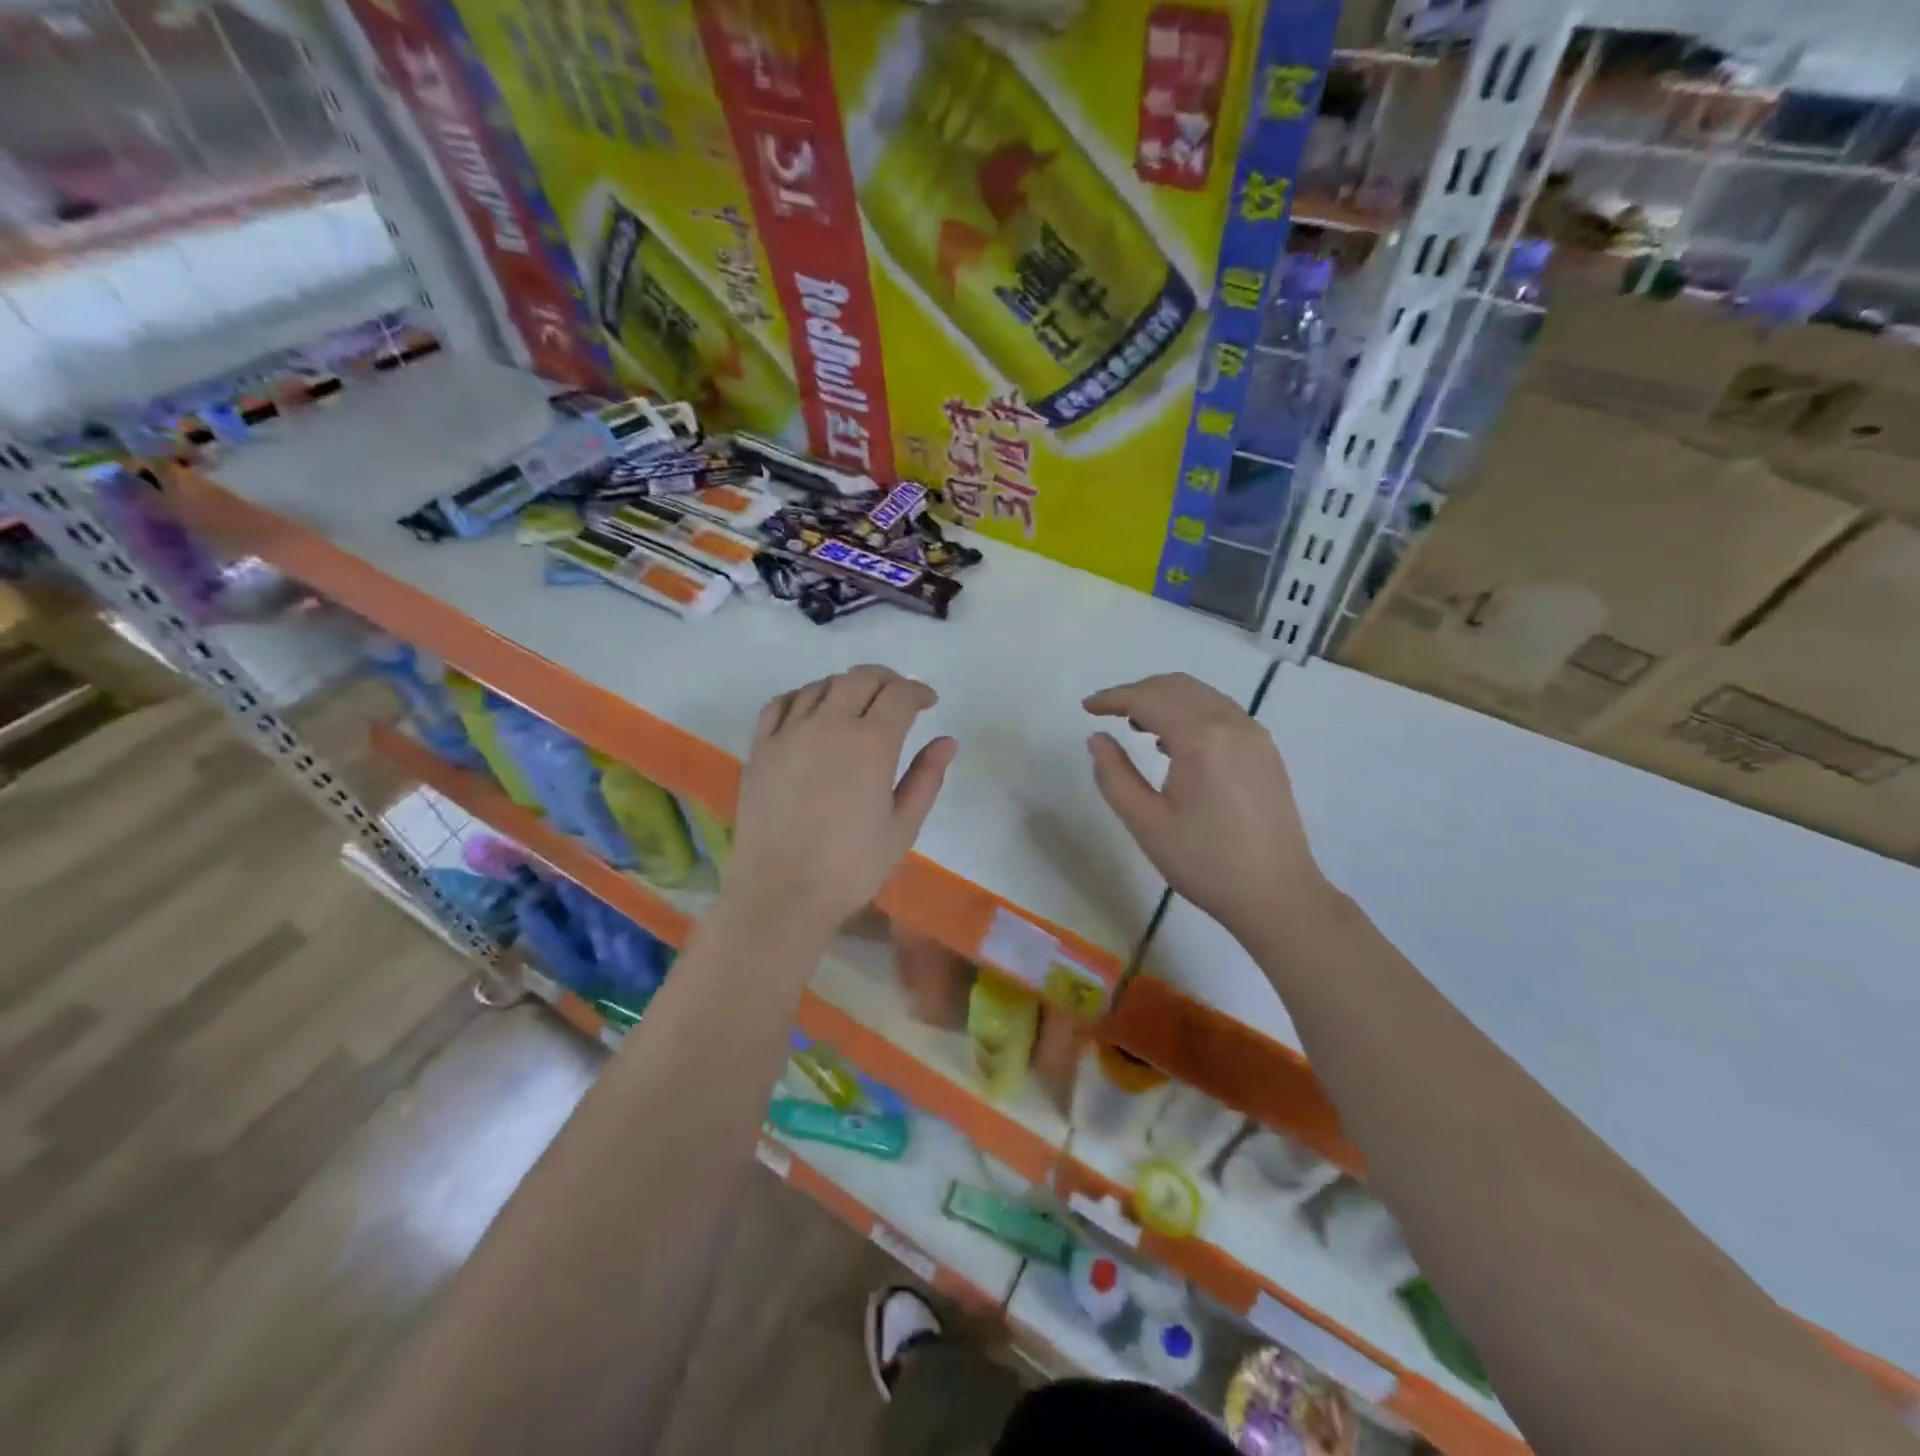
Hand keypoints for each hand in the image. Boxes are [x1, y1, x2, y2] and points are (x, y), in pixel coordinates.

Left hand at [725, 666, 956, 940]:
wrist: (781, 891)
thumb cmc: (851, 866)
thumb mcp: (903, 827)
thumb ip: (926, 778)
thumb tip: (946, 742)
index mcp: (872, 742)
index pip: (900, 695)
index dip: (918, 691)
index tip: (928, 702)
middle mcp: (829, 724)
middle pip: (860, 678)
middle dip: (886, 679)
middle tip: (898, 695)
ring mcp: (789, 733)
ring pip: (821, 686)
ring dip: (846, 686)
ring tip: (857, 704)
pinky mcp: (760, 748)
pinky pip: (780, 704)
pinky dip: (803, 696)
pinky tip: (811, 710)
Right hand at [1085, 673, 1329, 942]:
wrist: (1278, 896)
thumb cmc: (1206, 864)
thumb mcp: (1147, 824)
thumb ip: (1114, 776)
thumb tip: (1097, 738)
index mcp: (1202, 739)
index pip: (1149, 699)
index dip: (1113, 698)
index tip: (1086, 707)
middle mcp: (1232, 724)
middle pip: (1177, 687)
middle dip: (1137, 692)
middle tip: (1106, 712)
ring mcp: (1255, 735)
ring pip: (1201, 695)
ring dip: (1164, 699)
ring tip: (1134, 724)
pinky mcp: (1266, 751)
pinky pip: (1221, 712)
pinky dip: (1190, 711)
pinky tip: (1173, 742)